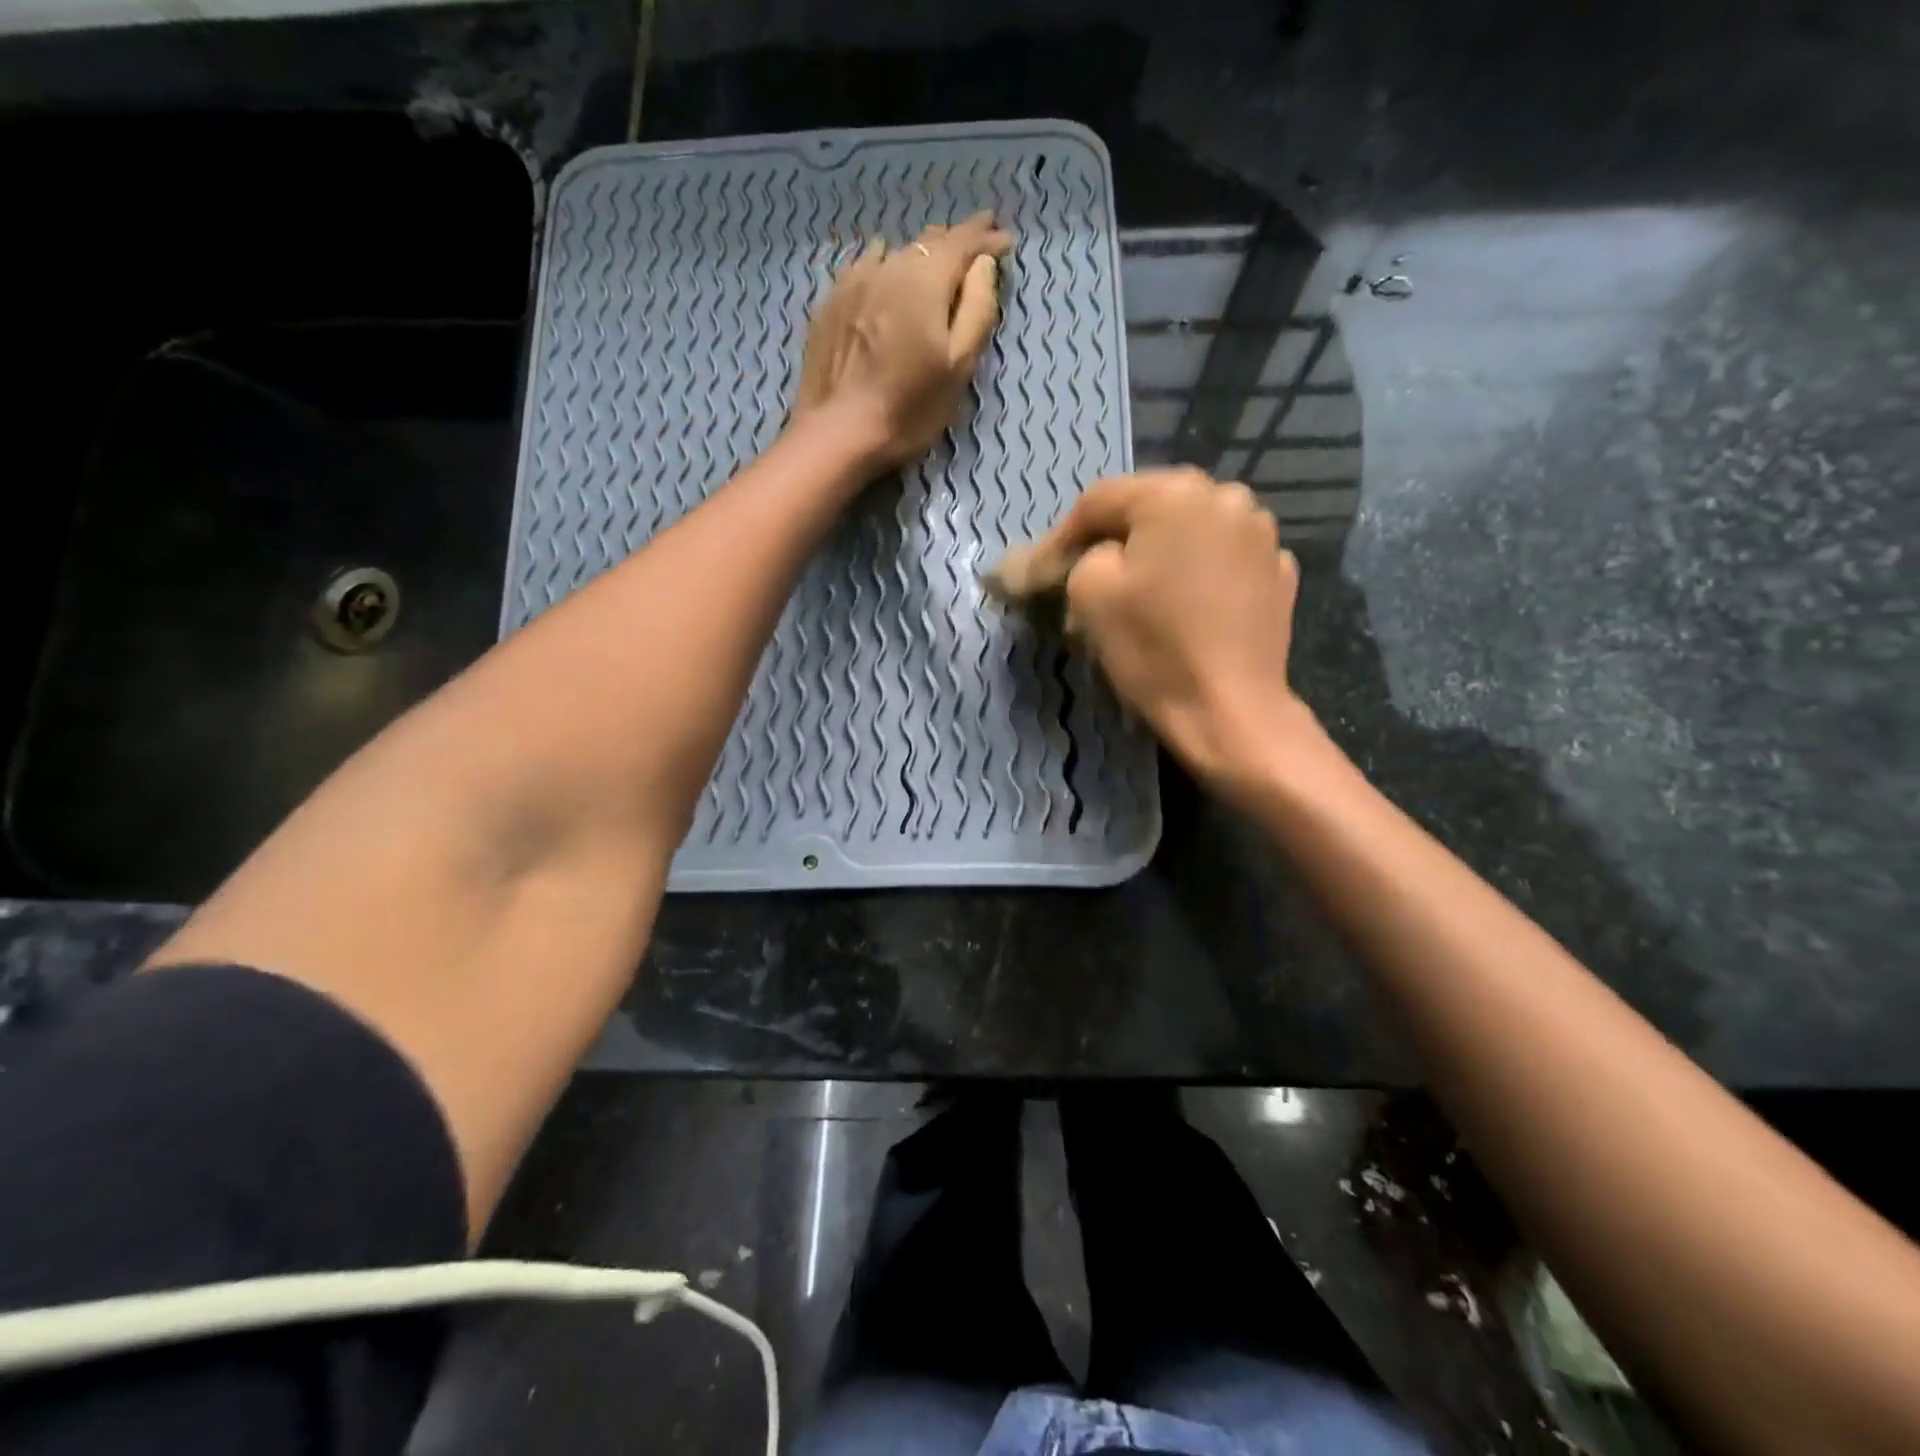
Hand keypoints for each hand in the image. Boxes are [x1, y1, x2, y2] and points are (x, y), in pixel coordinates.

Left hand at [795, 212, 1013, 469]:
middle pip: (929, 242)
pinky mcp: (831, 302)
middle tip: (977, 244)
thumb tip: (983, 265)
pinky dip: (885, 265)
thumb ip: (977, 309)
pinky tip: (885, 271)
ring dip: (921, 253)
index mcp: (926, 280)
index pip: (964, 243)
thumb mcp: (959, 366)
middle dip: (957, 241)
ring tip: (935, 259)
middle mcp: (889, 266)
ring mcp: (854, 281)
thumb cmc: (909, 408)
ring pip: (896, 252)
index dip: (987, 238)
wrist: (839, 433)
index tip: (1005, 240)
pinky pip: (865, 268)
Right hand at [1017, 468, 1311, 791]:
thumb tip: (1090, 555)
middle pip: (1150, 509)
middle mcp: (1227, 497)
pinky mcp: (1280, 574)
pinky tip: (1186, 606)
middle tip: (1085, 575)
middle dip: (1113, 540)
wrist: (1229, 712)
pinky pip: (1223, 562)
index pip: (1099, 501)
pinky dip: (1199, 574)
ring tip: (1139, 590)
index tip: (1040, 570)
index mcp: (1176, 493)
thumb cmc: (1153, 648)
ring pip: (1191, 532)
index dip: (1062, 536)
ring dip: (1159, 553)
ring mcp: (1262, 535)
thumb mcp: (1089, 593)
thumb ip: (1079, 556)